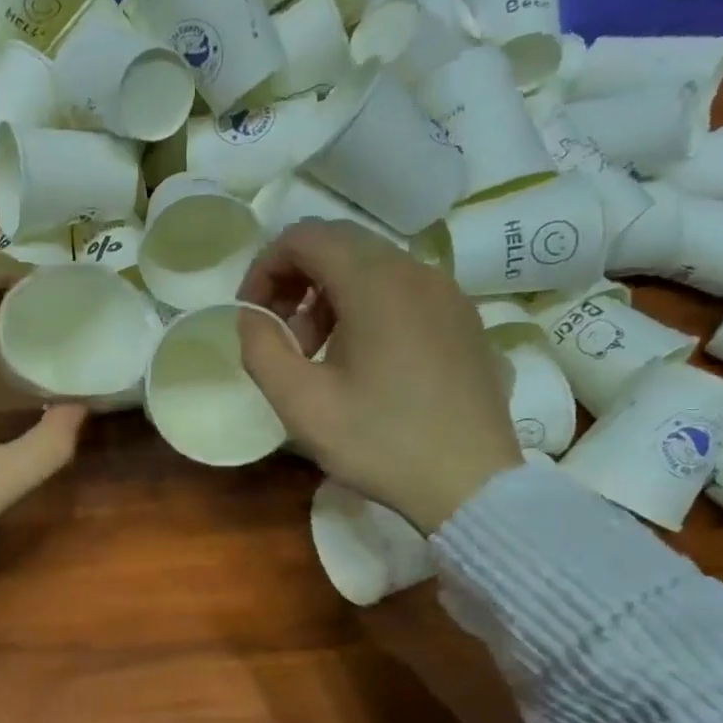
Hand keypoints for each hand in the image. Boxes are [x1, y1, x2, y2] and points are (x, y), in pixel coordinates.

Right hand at [238, 220, 520, 531]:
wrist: (471, 486)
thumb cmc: (379, 442)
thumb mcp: (300, 403)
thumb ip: (261, 348)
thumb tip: (251, 317)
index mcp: (376, 283)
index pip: (304, 237)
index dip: (264, 268)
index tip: (251, 316)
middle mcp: (418, 271)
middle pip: (339, 245)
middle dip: (295, 282)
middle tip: (281, 338)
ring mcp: (449, 294)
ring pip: (372, 268)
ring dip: (329, 298)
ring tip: (318, 355)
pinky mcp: (464, 321)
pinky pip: (403, 292)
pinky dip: (366, 309)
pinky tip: (363, 363)